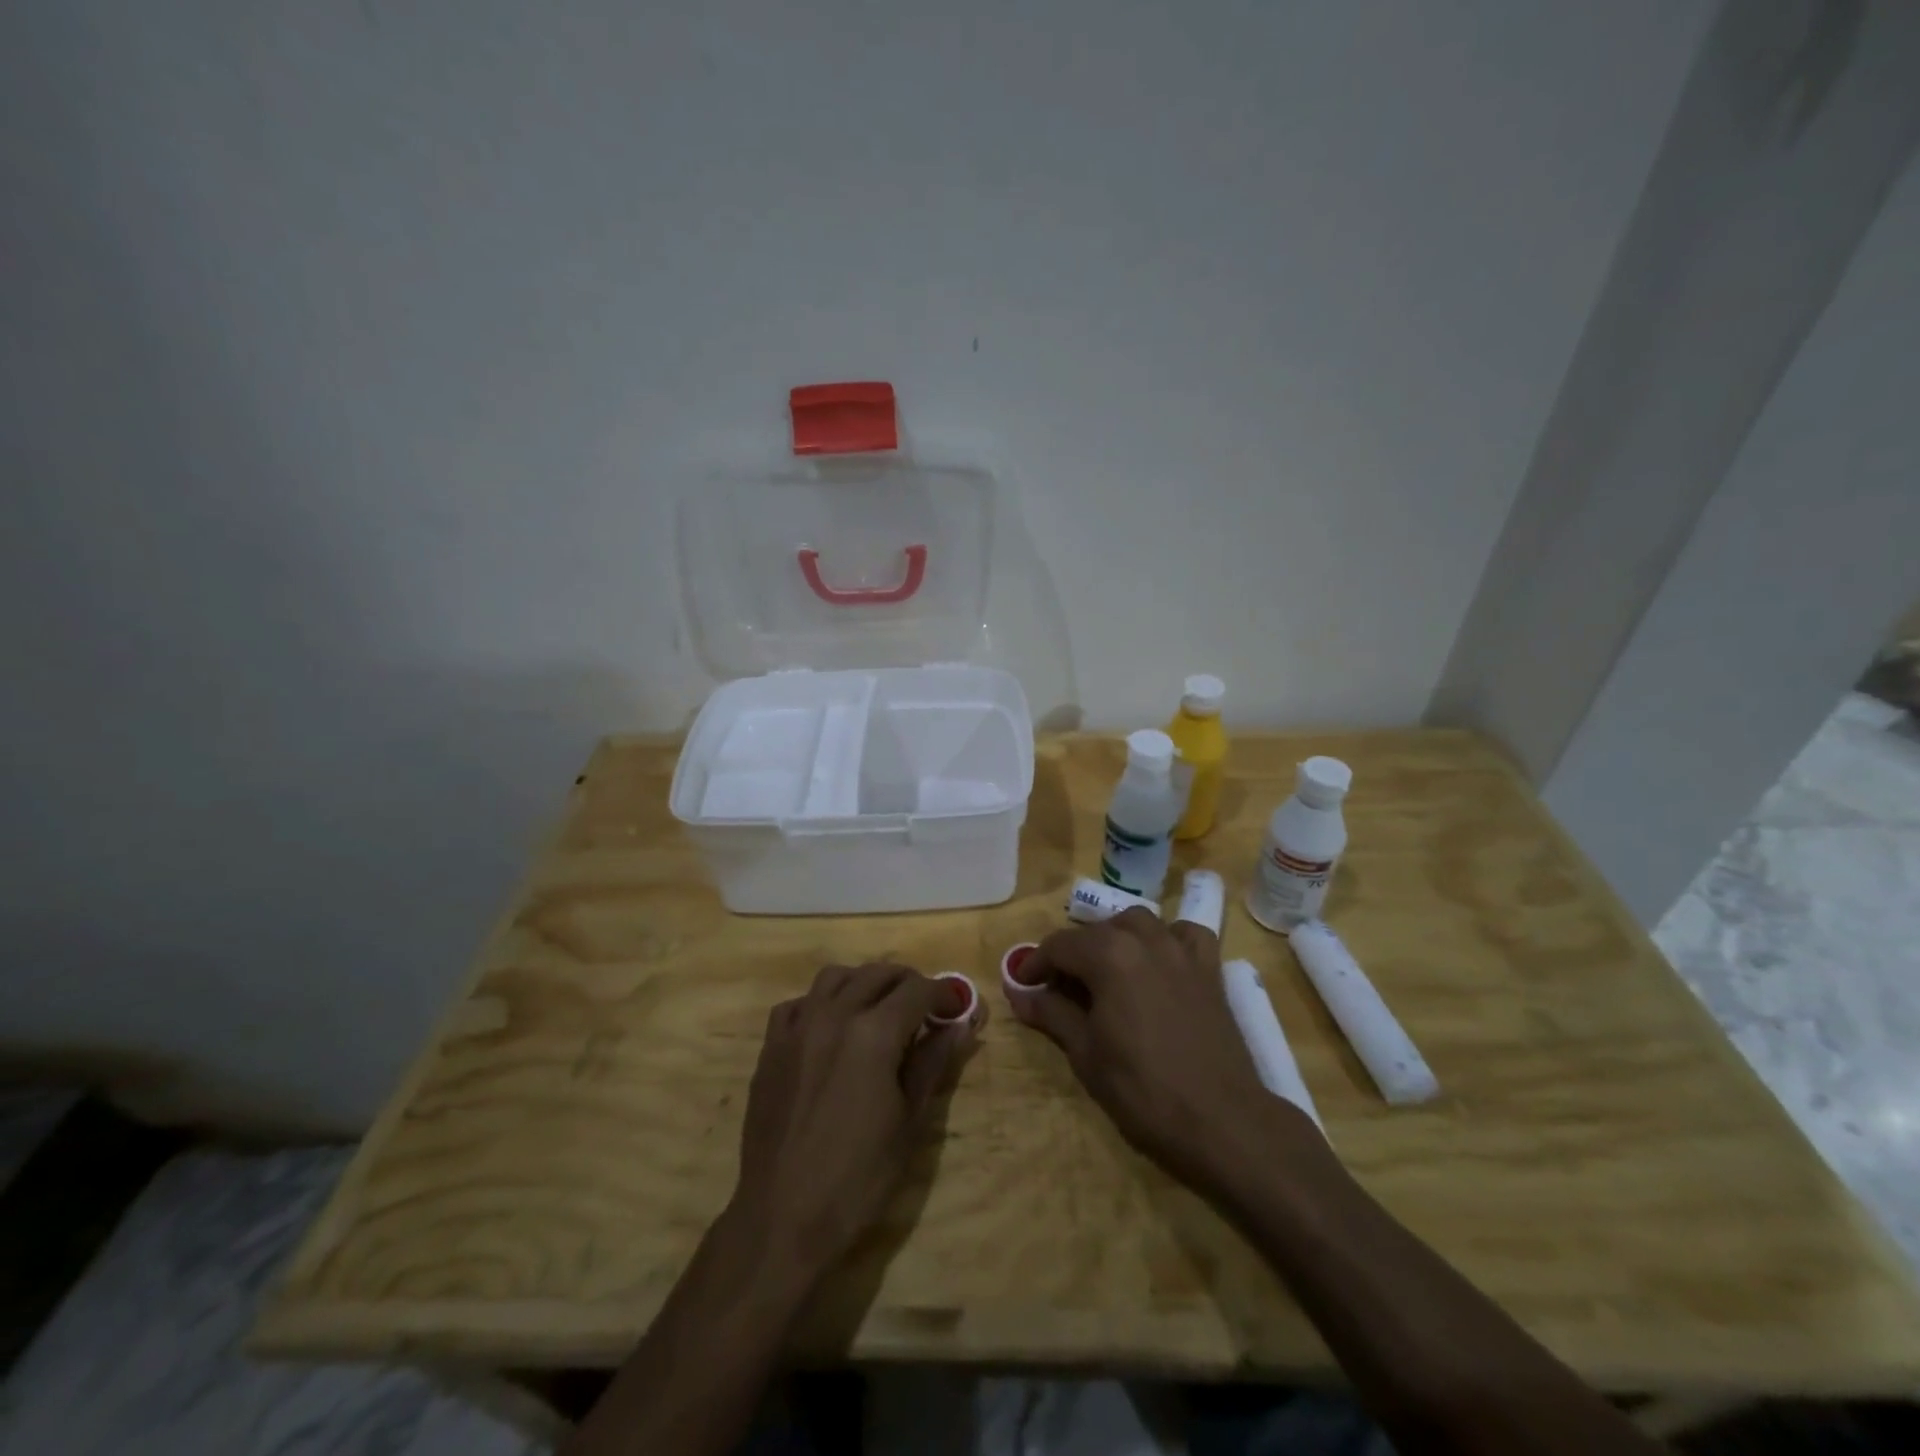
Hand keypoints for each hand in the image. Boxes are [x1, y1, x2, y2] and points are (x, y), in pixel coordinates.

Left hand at [726, 963, 979, 1281]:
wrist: (783, 1216)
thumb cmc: (858, 1177)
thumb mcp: (909, 1122)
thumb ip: (933, 1063)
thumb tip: (961, 1026)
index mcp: (874, 1033)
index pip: (917, 990)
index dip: (942, 993)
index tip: (954, 1007)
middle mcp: (834, 1015)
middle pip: (877, 974)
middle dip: (907, 982)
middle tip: (923, 1006)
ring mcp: (797, 1028)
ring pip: (835, 977)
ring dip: (863, 982)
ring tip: (878, 1007)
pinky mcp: (771, 1046)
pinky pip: (799, 1003)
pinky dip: (821, 1003)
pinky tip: (831, 1028)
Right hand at [1010, 909, 1306, 1193]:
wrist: (1221, 1120)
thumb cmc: (1143, 1089)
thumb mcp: (1086, 1054)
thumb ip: (1052, 1014)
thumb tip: (1019, 994)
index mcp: (1109, 955)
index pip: (1059, 945)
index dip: (1036, 963)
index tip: (1023, 985)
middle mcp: (1144, 939)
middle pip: (1097, 931)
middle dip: (1072, 953)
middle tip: (1059, 987)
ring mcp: (1181, 950)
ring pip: (1138, 923)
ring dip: (1115, 938)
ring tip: (1105, 970)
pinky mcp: (1209, 969)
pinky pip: (1184, 935)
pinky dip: (1167, 939)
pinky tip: (1159, 961)